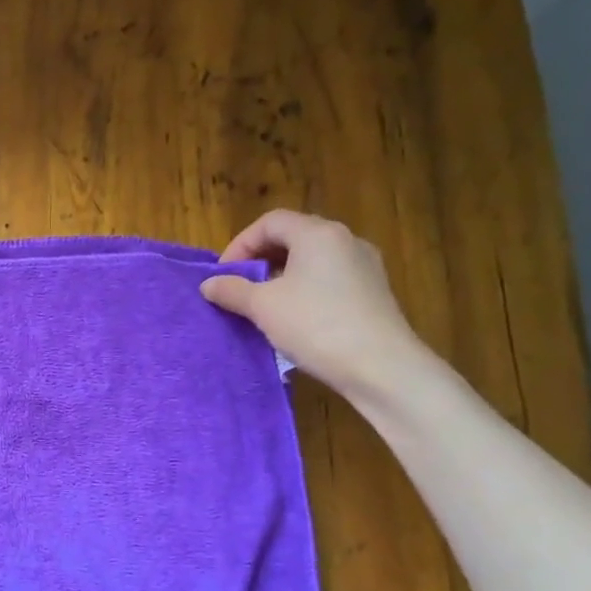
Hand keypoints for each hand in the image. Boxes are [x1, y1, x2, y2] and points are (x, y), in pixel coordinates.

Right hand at [200, 210, 425, 397]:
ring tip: (264, 303)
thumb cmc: (315, 325)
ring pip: (312, 259)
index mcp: (318, 234)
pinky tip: (295, 317)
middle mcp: (345, 240)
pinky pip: (330, 278)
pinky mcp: (374, 292)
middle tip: (239, 286)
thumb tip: (208, 284)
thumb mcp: (263, 307)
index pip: (270, 222)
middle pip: (293, 236)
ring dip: (282, 275)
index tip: (224, 275)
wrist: (381, 368)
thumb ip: (232, 290)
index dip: (240, 244)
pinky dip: (305, 288)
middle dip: (260, 258)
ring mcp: (365, 265)